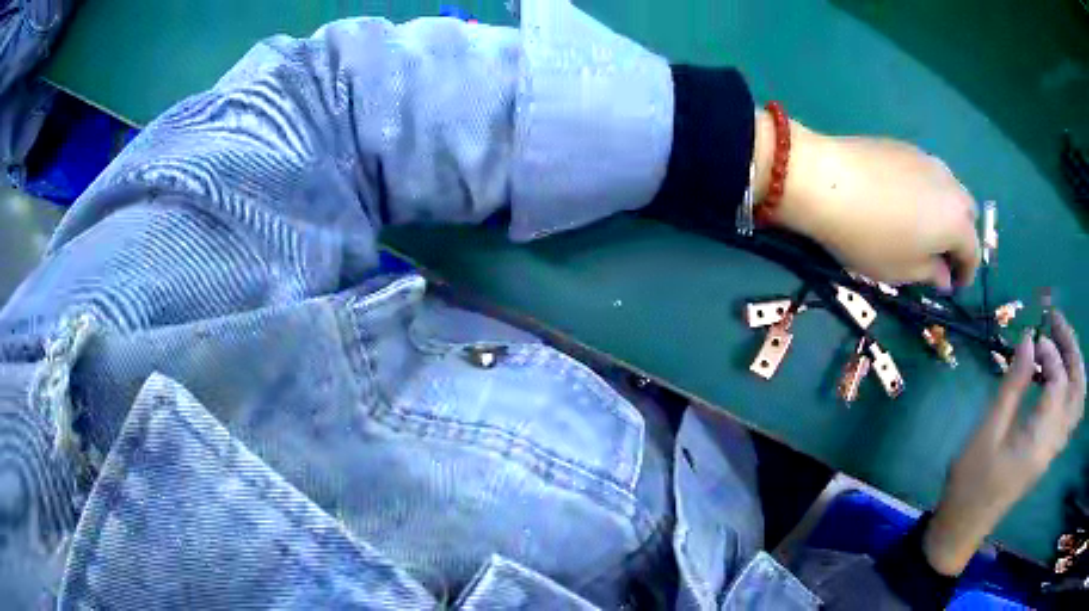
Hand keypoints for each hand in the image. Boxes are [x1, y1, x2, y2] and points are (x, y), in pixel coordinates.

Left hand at [754, 112, 980, 289]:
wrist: (825, 180)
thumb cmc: (870, 237)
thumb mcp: (903, 271)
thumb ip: (931, 274)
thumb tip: (945, 276)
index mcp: (957, 221)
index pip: (973, 251)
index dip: (966, 273)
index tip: (953, 285)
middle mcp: (950, 185)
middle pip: (967, 214)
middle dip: (960, 237)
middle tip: (940, 255)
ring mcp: (928, 159)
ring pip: (949, 189)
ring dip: (945, 211)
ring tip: (923, 228)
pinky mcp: (904, 146)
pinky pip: (928, 173)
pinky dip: (928, 191)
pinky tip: (905, 201)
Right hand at [921, 310, 1085, 575]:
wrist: (964, 526)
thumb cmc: (971, 481)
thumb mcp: (987, 432)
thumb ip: (1012, 385)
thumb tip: (1028, 339)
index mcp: (1039, 441)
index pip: (1060, 384)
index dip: (1052, 354)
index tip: (1034, 340)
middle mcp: (1053, 444)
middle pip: (1078, 391)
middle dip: (1073, 351)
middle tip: (1057, 324)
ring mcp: (1053, 450)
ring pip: (1077, 402)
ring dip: (1075, 366)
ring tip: (1060, 342)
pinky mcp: (1049, 451)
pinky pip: (1070, 413)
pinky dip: (1070, 385)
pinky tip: (1055, 374)